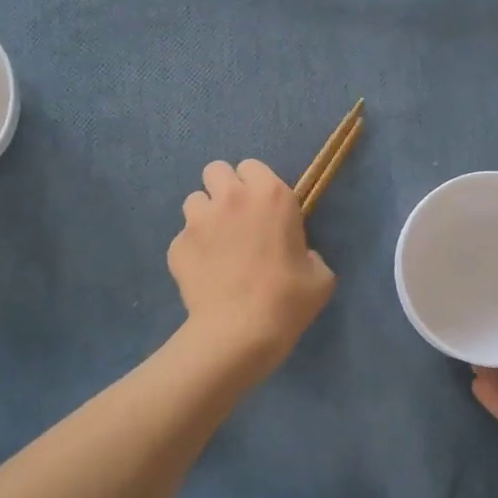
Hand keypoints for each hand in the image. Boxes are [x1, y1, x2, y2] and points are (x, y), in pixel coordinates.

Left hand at [169, 159, 335, 379]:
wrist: (240, 332)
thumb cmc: (288, 300)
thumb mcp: (320, 275)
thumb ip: (309, 254)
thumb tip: (299, 256)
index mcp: (271, 196)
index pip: (252, 166)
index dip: (255, 184)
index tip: (261, 207)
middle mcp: (231, 198)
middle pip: (216, 170)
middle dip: (223, 188)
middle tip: (234, 218)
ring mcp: (199, 220)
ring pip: (194, 201)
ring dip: (205, 216)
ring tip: (215, 245)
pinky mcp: (177, 245)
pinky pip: (183, 238)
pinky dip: (192, 250)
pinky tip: (204, 274)